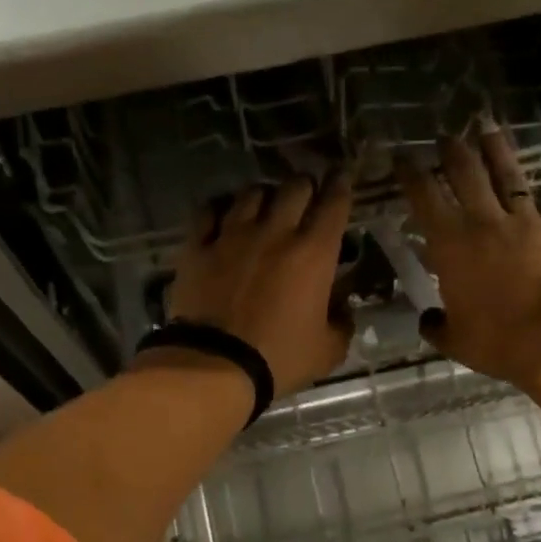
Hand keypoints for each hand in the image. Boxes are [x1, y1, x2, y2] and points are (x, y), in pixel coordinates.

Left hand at [152, 173, 354, 397]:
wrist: (215, 365)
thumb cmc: (278, 358)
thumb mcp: (327, 351)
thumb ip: (341, 324)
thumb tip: (343, 310)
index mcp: (313, 253)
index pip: (334, 203)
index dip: (340, 185)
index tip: (341, 176)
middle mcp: (275, 233)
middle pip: (294, 187)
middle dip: (304, 187)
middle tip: (305, 197)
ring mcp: (232, 235)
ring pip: (251, 193)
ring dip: (264, 195)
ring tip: (264, 205)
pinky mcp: (198, 247)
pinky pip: (208, 212)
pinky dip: (220, 208)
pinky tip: (222, 214)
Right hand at [397, 126, 540, 390]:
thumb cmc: (499, 341)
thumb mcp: (456, 341)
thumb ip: (437, 326)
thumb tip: (429, 320)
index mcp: (452, 245)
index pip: (425, 197)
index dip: (411, 173)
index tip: (401, 155)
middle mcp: (487, 223)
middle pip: (467, 174)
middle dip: (452, 151)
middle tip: (445, 135)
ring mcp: (530, 223)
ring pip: (510, 177)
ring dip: (497, 151)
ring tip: (489, 129)